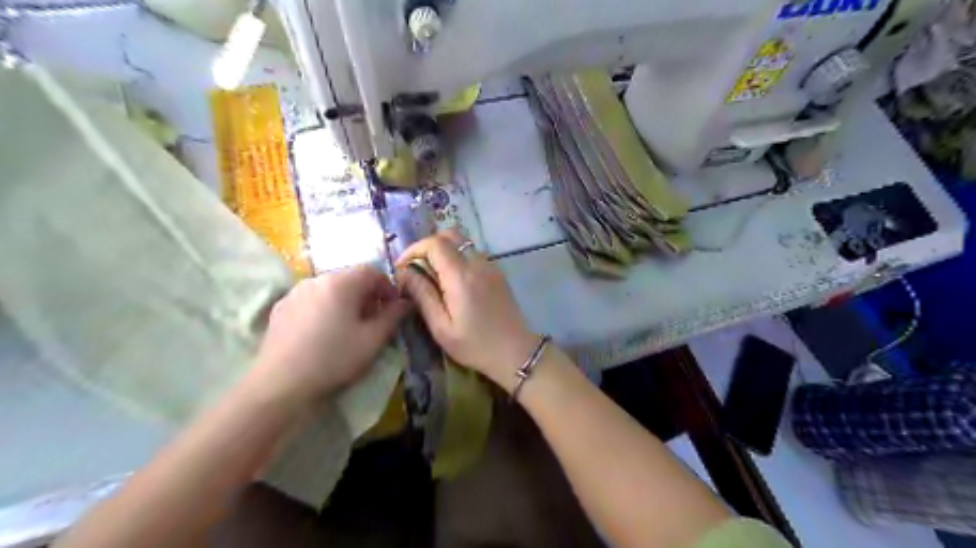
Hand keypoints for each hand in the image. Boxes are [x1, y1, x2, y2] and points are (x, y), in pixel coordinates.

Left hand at [248, 266, 411, 406]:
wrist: (281, 384)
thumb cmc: (334, 358)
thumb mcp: (373, 339)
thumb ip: (393, 316)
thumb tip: (406, 302)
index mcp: (341, 282)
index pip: (372, 271)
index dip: (388, 287)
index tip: (393, 309)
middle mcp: (316, 279)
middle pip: (350, 278)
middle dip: (367, 294)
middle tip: (373, 319)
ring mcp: (295, 292)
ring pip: (329, 288)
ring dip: (345, 301)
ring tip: (348, 327)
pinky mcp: (280, 308)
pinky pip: (311, 299)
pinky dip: (324, 308)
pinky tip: (323, 332)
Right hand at [391, 230, 536, 390]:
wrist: (516, 352)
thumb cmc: (476, 345)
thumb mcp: (441, 327)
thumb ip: (423, 295)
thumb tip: (404, 273)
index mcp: (461, 276)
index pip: (434, 243)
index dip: (414, 250)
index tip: (402, 268)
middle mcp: (477, 263)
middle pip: (450, 235)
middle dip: (428, 246)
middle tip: (416, 268)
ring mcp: (491, 266)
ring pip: (463, 243)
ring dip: (444, 252)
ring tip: (432, 276)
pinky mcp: (497, 273)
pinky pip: (473, 254)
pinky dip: (458, 259)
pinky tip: (452, 283)